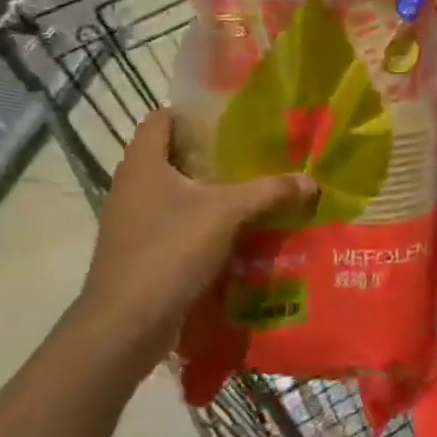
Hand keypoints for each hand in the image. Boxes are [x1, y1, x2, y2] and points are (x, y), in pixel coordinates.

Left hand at [72, 109, 315, 377]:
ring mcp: (132, 221)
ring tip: (252, 186)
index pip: (162, 118)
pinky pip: (175, 222)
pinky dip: (202, 220)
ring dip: (209, 189)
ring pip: (176, 191)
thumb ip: (269, 191)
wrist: (125, 325)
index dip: (194, 111)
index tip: (233, 114)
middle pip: (172, 154)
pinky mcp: (139, 250)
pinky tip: (236, 228)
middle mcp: (131, 186)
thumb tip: (311, 181)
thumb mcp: (227, 214)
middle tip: (255, 149)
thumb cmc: (169, 252)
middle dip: (212, 152)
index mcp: (143, 164)